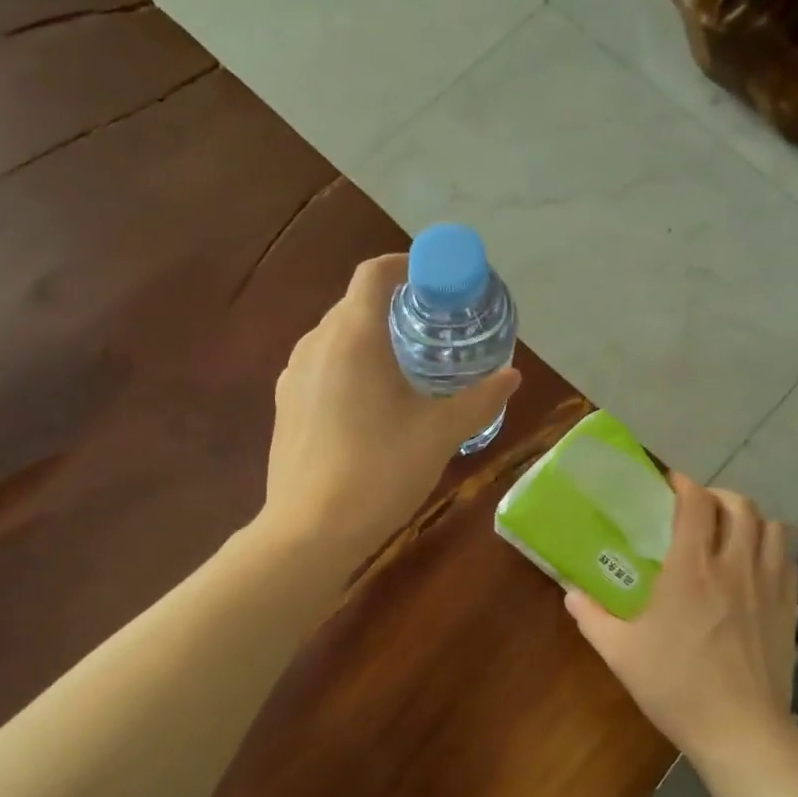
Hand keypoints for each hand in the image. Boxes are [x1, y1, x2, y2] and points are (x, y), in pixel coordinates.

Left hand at [263, 254, 519, 560]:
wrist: (310, 530)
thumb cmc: (380, 471)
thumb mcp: (440, 434)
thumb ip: (479, 399)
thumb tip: (512, 376)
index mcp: (354, 336)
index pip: (374, 273)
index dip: (406, 266)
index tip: (436, 282)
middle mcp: (316, 344)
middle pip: (355, 304)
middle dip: (394, 306)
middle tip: (433, 330)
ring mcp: (293, 376)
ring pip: (335, 337)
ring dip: (370, 338)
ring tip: (405, 366)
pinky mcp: (285, 406)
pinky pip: (320, 367)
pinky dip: (348, 366)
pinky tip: (370, 404)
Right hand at [565, 475, 797, 768]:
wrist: (741, 730)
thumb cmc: (676, 687)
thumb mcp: (620, 653)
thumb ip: (591, 617)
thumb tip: (570, 593)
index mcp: (691, 569)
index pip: (696, 503)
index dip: (684, 484)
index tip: (670, 484)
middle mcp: (734, 565)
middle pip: (740, 505)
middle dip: (718, 497)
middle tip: (698, 509)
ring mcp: (768, 584)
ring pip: (772, 526)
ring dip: (751, 518)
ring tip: (731, 530)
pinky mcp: (790, 606)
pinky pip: (789, 557)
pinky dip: (774, 546)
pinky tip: (757, 562)